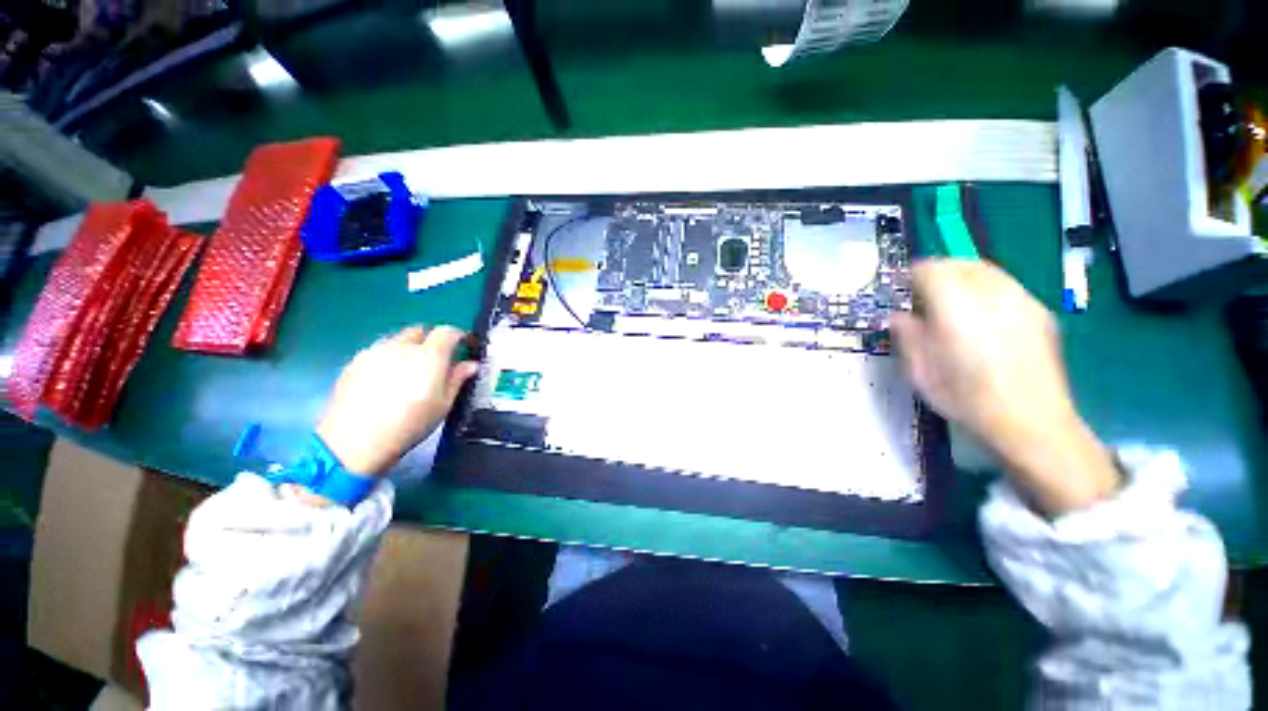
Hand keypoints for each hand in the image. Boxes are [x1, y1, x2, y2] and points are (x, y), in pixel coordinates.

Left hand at [315, 326, 479, 476]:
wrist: (355, 442)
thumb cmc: (410, 424)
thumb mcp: (443, 404)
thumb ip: (457, 379)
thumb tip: (470, 365)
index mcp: (429, 355)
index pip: (447, 332)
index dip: (459, 336)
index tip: (465, 345)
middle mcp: (401, 346)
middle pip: (420, 331)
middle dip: (431, 340)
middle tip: (437, 360)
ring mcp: (374, 352)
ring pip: (397, 340)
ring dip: (409, 348)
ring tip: (410, 371)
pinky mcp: (354, 363)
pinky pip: (378, 352)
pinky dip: (388, 358)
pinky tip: (386, 381)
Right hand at [891, 260, 1118, 514]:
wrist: (1032, 423)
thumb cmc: (966, 398)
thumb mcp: (920, 370)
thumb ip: (907, 335)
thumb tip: (898, 315)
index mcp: (957, 307)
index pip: (930, 270)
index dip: (910, 276)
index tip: (900, 291)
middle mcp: (992, 295)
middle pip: (960, 263)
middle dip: (937, 272)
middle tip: (922, 295)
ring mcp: (1022, 301)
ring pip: (986, 270)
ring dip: (962, 278)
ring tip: (951, 304)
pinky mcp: (1040, 313)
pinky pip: (1006, 286)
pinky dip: (986, 290)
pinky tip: (982, 317)